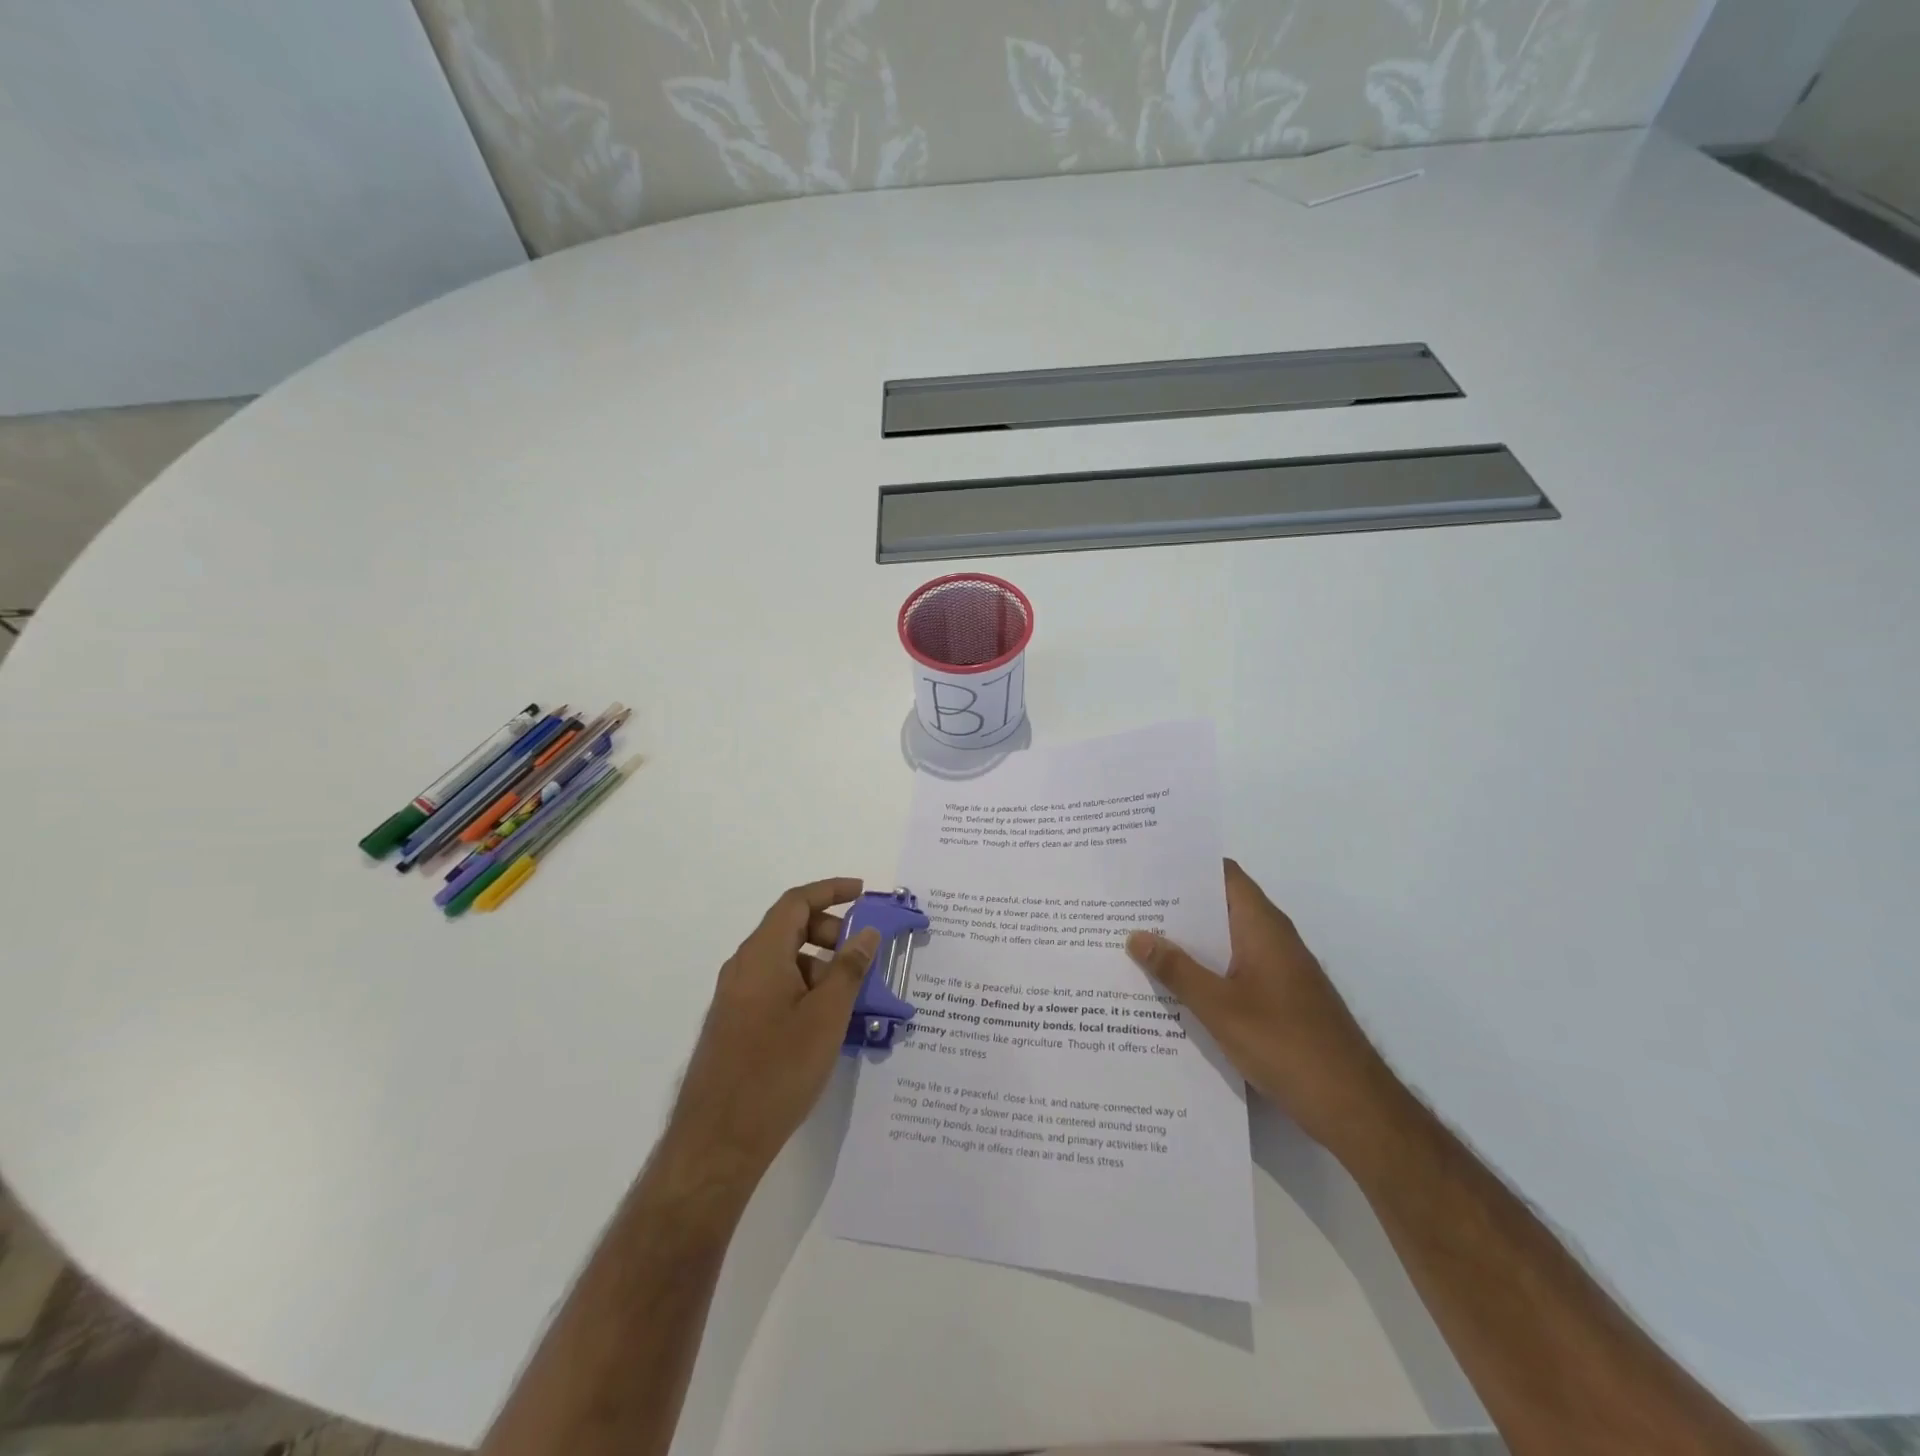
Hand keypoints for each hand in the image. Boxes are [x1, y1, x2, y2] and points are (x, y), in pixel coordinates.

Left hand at [659, 878, 880, 1200]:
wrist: (717, 1142)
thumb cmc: (777, 1071)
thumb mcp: (826, 1017)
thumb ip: (849, 969)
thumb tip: (866, 933)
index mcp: (761, 955)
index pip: (796, 902)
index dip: (831, 890)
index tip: (863, 892)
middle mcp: (743, 968)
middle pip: (789, 928)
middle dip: (830, 931)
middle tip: (863, 954)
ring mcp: (734, 998)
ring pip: (783, 961)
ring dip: (819, 965)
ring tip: (851, 996)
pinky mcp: (734, 1025)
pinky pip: (773, 988)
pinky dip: (803, 988)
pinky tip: (826, 1023)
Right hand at [1127, 859, 1399, 1157]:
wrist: (1353, 1106)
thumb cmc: (1286, 1044)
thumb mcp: (1220, 1008)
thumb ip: (1177, 970)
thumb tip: (1136, 935)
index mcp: (1262, 927)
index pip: (1223, 875)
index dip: (1186, 865)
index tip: (1145, 866)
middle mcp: (1272, 938)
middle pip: (1220, 906)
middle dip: (1176, 906)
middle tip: (1127, 905)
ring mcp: (1278, 969)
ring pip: (1224, 941)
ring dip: (1187, 941)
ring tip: (1137, 942)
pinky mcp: (1279, 998)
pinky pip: (1233, 968)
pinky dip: (1204, 969)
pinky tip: (1171, 987)